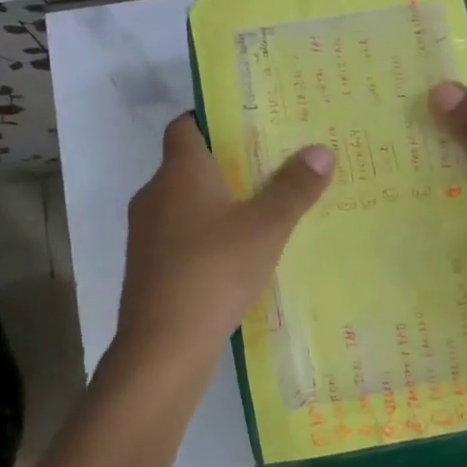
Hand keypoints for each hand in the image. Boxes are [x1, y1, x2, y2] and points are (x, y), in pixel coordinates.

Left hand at [114, 114, 333, 368]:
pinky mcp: (147, 267)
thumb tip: (321, 149)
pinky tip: (234, 257)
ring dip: (215, 205)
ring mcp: (145, 234)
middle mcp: (155, 194)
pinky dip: (204, 237)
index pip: (186, 126)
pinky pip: (179, 237)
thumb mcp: (266, 228)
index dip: (212, 121)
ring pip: (183, 204)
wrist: (163, 345)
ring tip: (259, 212)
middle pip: (187, 165)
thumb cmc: (214, 271)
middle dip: (224, 165)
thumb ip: (294, 189)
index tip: (248, 127)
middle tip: (269, 168)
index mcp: (179, 172)